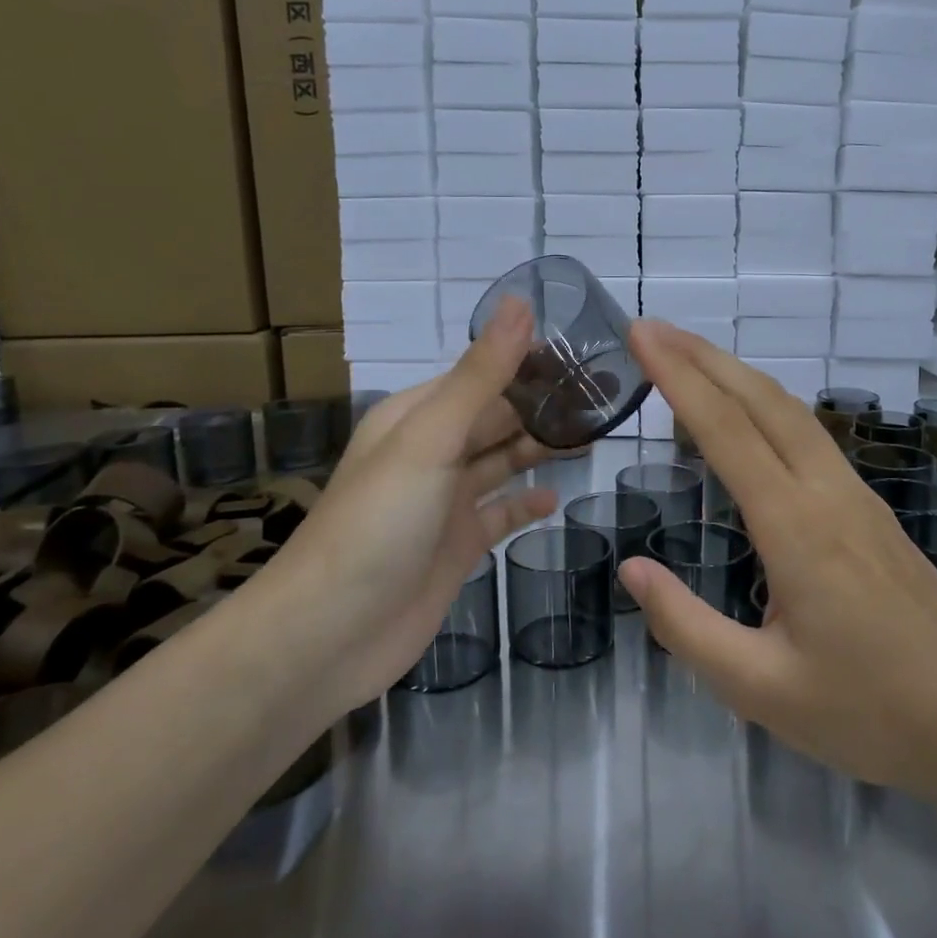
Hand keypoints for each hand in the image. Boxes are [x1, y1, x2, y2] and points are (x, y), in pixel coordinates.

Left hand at [281, 297, 556, 713]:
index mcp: (418, 416)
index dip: (531, 362)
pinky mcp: (457, 545)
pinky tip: (557, 499)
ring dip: (542, 447)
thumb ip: (481, 375)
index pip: (483, 374)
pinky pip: (500, 513)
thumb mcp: (430, 439)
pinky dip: (526, 504)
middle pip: (497, 417)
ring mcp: (445, 501)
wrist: (330, 634)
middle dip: (545, 406)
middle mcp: (432, 452)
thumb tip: (521, 303)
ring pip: (502, 461)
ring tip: (596, 434)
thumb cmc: (378, 523)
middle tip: (607, 395)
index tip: (587, 353)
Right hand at [618, 319, 936, 798]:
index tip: (641, 334)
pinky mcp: (869, 507)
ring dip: (735, 373)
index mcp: (795, 528)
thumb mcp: (761, 689)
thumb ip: (687, 628)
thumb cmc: (870, 713)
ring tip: (688, 356)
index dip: (677, 377)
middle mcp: (825, 492)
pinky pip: (808, 433)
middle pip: (760, 400)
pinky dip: (763, 403)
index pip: (725, 430)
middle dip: (702, 356)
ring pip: (789, 410)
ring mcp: (854, 494)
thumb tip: (631, 569)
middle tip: (652, 328)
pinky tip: (746, 414)